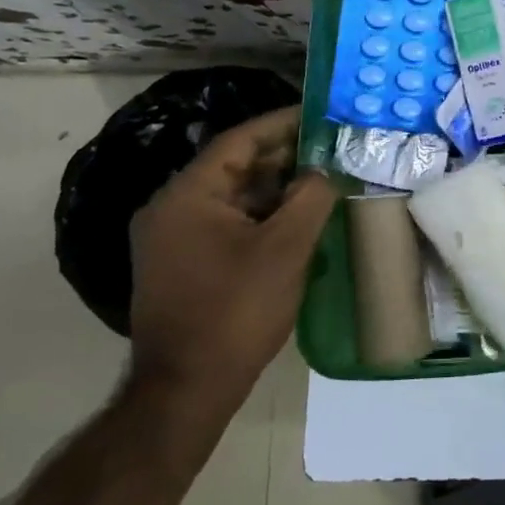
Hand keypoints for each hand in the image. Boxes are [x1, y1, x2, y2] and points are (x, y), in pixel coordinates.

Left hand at [128, 107, 337, 429]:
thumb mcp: (286, 249)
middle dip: (285, 156)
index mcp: (188, 195)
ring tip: (323, 180)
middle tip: (332, 148)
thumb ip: (311, 197)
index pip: (240, 140)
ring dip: (277, 188)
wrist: (186, 389)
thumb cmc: (236, 311)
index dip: (283, 124)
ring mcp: (174, 238)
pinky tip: (298, 219)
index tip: (321, 115)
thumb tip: (325, 170)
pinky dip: (263, 215)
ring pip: (234, 196)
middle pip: (236, 166)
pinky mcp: (183, 263)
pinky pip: (228, 222)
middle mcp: (172, 208)